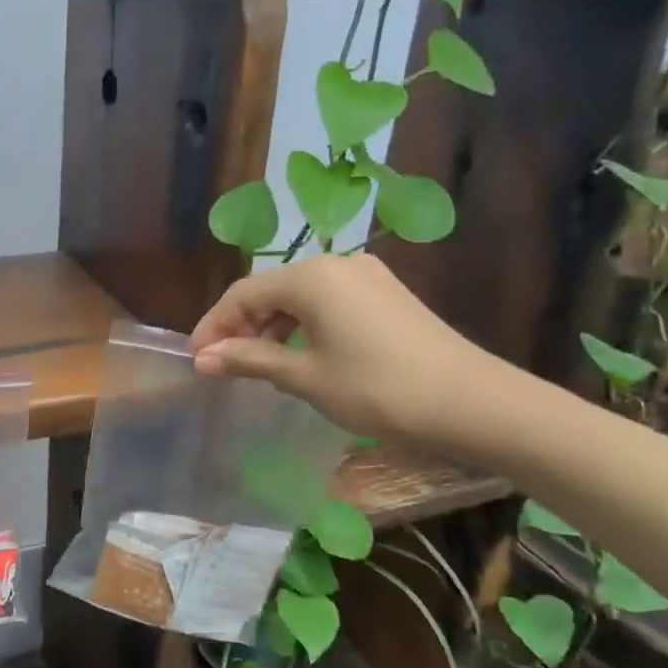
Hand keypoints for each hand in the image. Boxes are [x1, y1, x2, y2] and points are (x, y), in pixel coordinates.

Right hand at [188, 255, 511, 449]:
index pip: (243, 293)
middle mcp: (337, 264)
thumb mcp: (305, 377)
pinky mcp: (387, 295)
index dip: (214, 325)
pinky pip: (328, 303)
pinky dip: (303, 326)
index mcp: (312, 276)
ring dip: (272, 327)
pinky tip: (300, 355)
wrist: (472, 402)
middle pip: (271, 290)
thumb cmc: (377, 389)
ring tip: (257, 365)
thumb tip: (203, 359)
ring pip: (300, 296)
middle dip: (241, 326)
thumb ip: (250, 360)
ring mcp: (367, 277)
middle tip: (223, 364)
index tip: (195, 359)